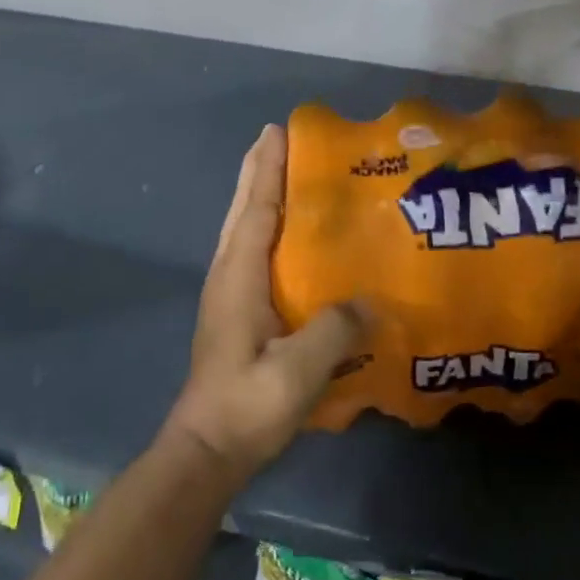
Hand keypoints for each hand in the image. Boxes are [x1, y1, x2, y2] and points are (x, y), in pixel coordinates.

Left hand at [163, 125, 369, 485]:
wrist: (207, 448)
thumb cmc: (248, 404)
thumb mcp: (297, 371)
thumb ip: (334, 331)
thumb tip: (372, 301)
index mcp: (239, 275)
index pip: (256, 209)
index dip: (267, 169)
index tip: (277, 131)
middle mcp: (228, 273)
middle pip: (244, 209)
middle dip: (259, 170)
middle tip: (278, 137)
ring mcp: (227, 292)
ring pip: (242, 227)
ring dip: (258, 193)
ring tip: (281, 171)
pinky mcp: (233, 310)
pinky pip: (249, 249)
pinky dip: (262, 224)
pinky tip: (283, 234)